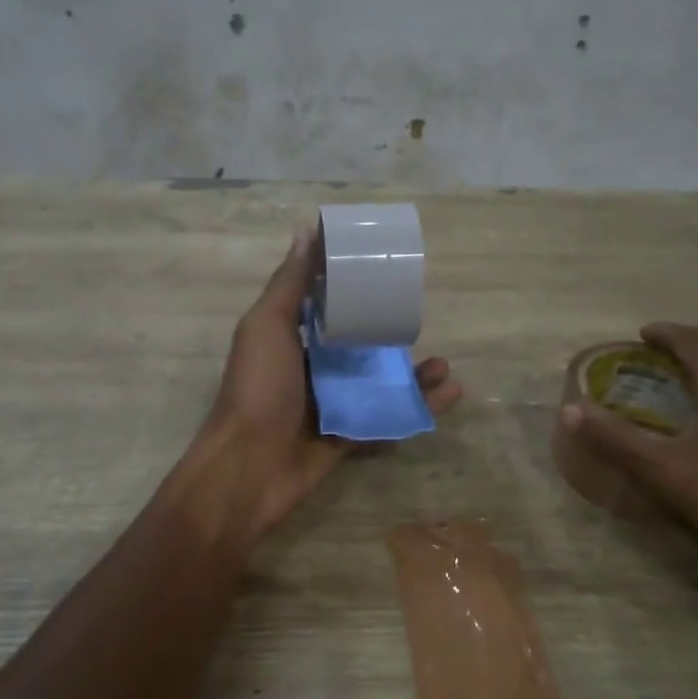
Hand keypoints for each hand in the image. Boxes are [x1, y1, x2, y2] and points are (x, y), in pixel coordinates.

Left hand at [202, 226, 462, 537]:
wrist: (248, 468)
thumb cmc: (257, 388)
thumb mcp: (269, 326)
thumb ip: (290, 283)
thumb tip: (307, 229)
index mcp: (291, 338)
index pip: (327, 307)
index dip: (354, 290)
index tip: (387, 272)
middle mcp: (312, 369)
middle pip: (360, 346)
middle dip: (392, 335)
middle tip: (424, 321)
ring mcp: (332, 404)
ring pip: (380, 384)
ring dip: (413, 374)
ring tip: (444, 365)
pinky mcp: (349, 436)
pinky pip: (388, 419)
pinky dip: (418, 409)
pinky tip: (449, 395)